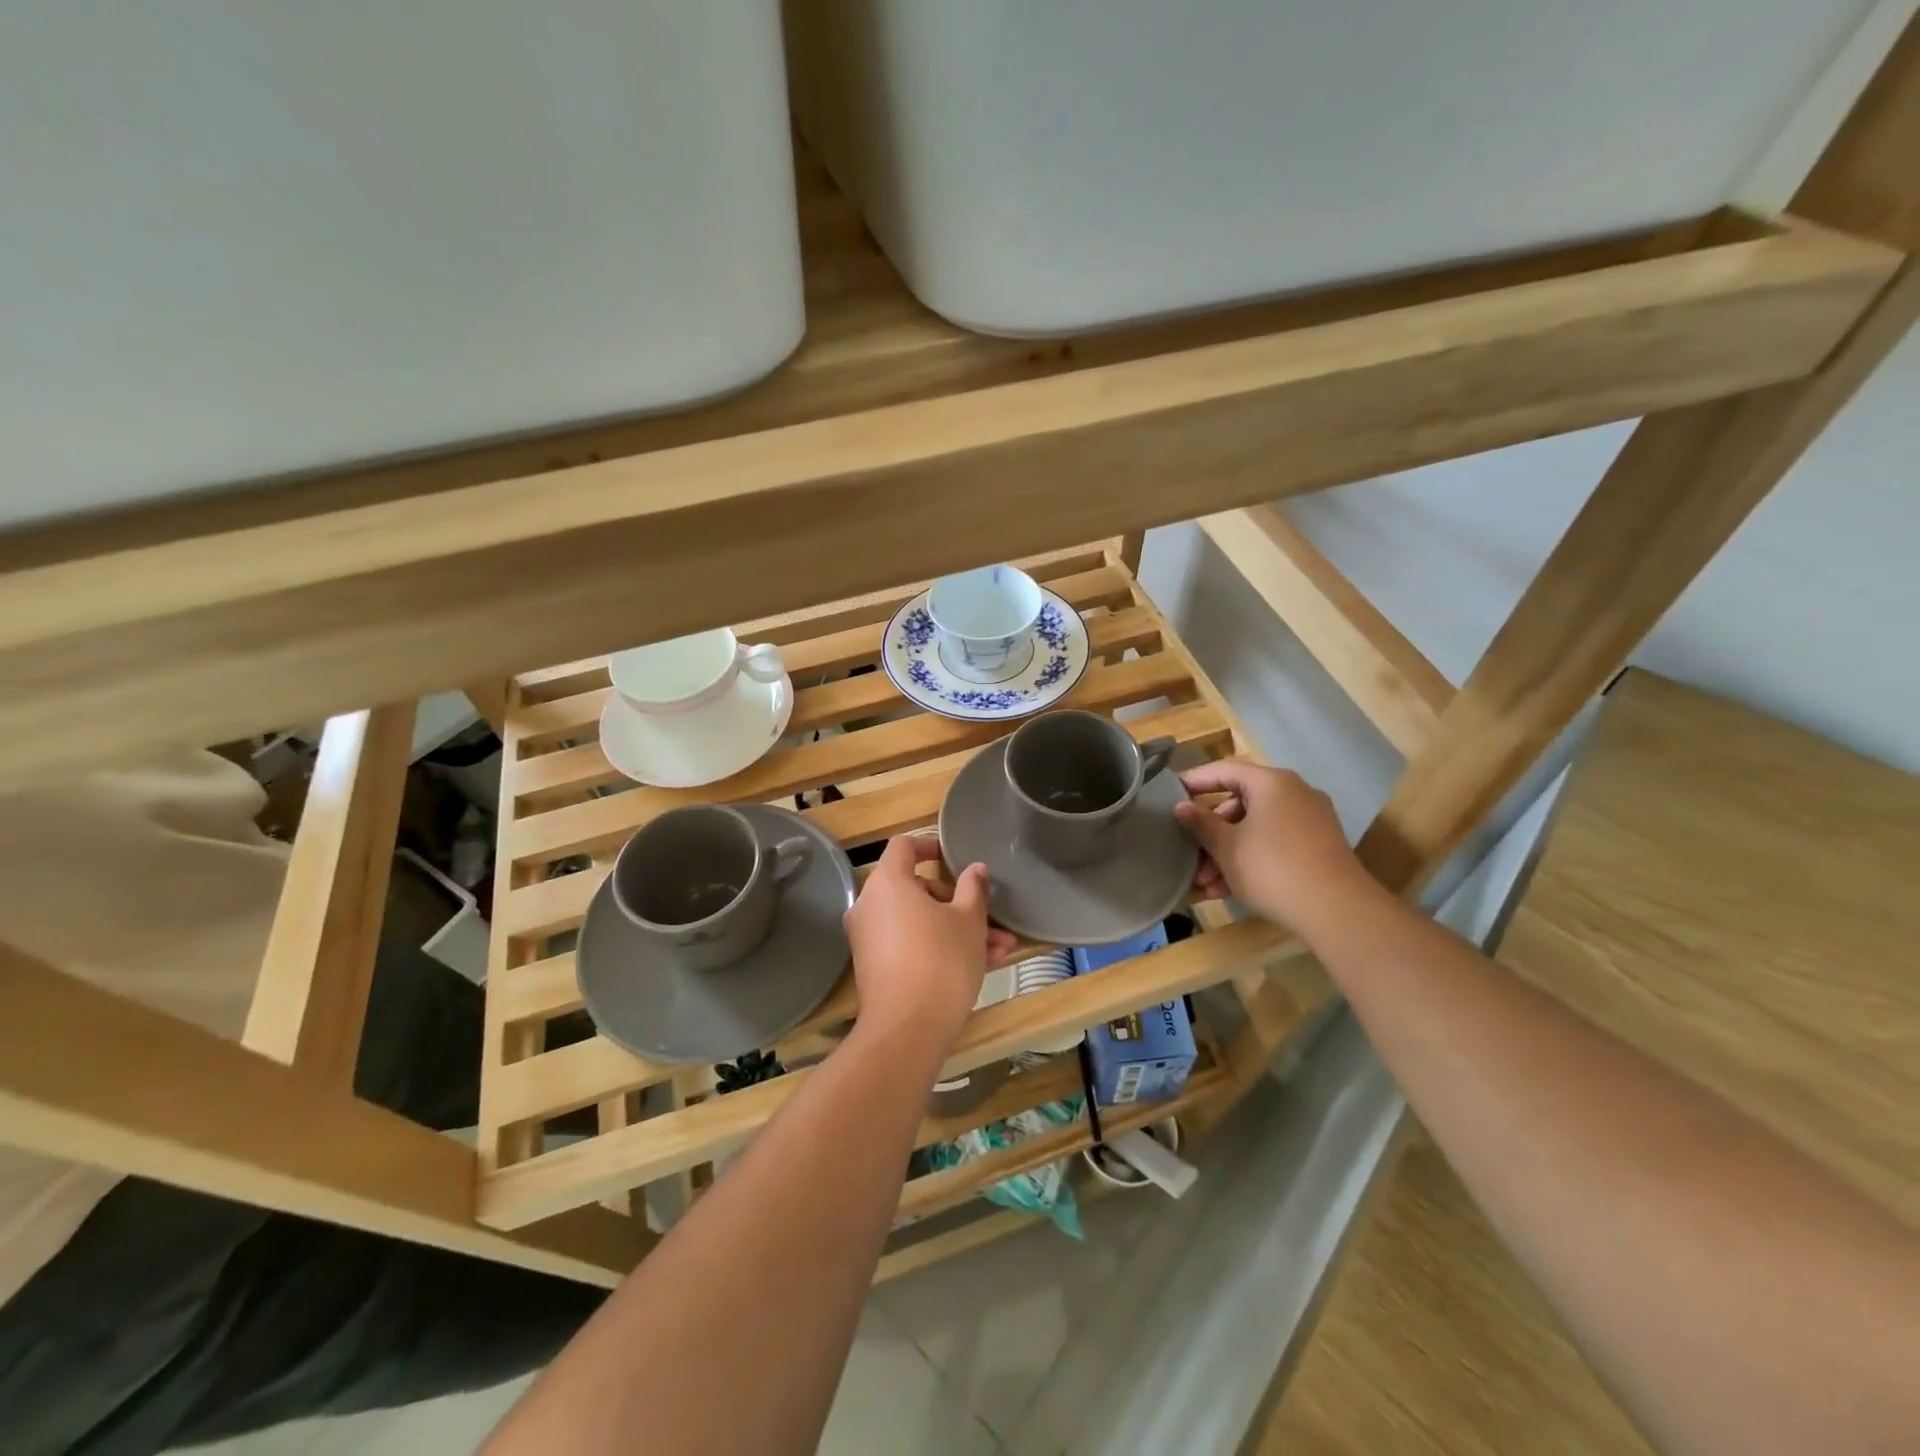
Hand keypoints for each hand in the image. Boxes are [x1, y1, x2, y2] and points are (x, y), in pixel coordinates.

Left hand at [843, 836, 1016, 1055]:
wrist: (907, 1030)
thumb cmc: (941, 961)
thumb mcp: (969, 921)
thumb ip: (973, 888)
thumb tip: (975, 869)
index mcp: (888, 882)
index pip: (904, 847)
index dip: (930, 846)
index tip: (954, 858)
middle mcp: (870, 905)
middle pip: (915, 887)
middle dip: (957, 901)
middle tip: (988, 917)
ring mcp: (869, 938)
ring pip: (919, 921)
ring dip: (957, 929)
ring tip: (999, 948)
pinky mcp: (875, 967)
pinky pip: (910, 944)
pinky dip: (939, 947)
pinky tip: (982, 965)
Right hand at [1173, 763, 1374, 936]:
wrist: (1337, 910)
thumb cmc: (1272, 868)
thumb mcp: (1227, 846)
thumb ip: (1201, 823)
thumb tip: (1181, 806)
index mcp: (1272, 783)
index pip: (1224, 771)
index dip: (1195, 782)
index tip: (1170, 795)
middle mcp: (1294, 793)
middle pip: (1240, 803)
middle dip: (1211, 832)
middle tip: (1190, 855)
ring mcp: (1310, 820)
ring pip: (1256, 828)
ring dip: (1227, 853)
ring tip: (1206, 884)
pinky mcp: (1319, 846)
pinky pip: (1275, 843)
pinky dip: (1251, 859)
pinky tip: (1230, 890)